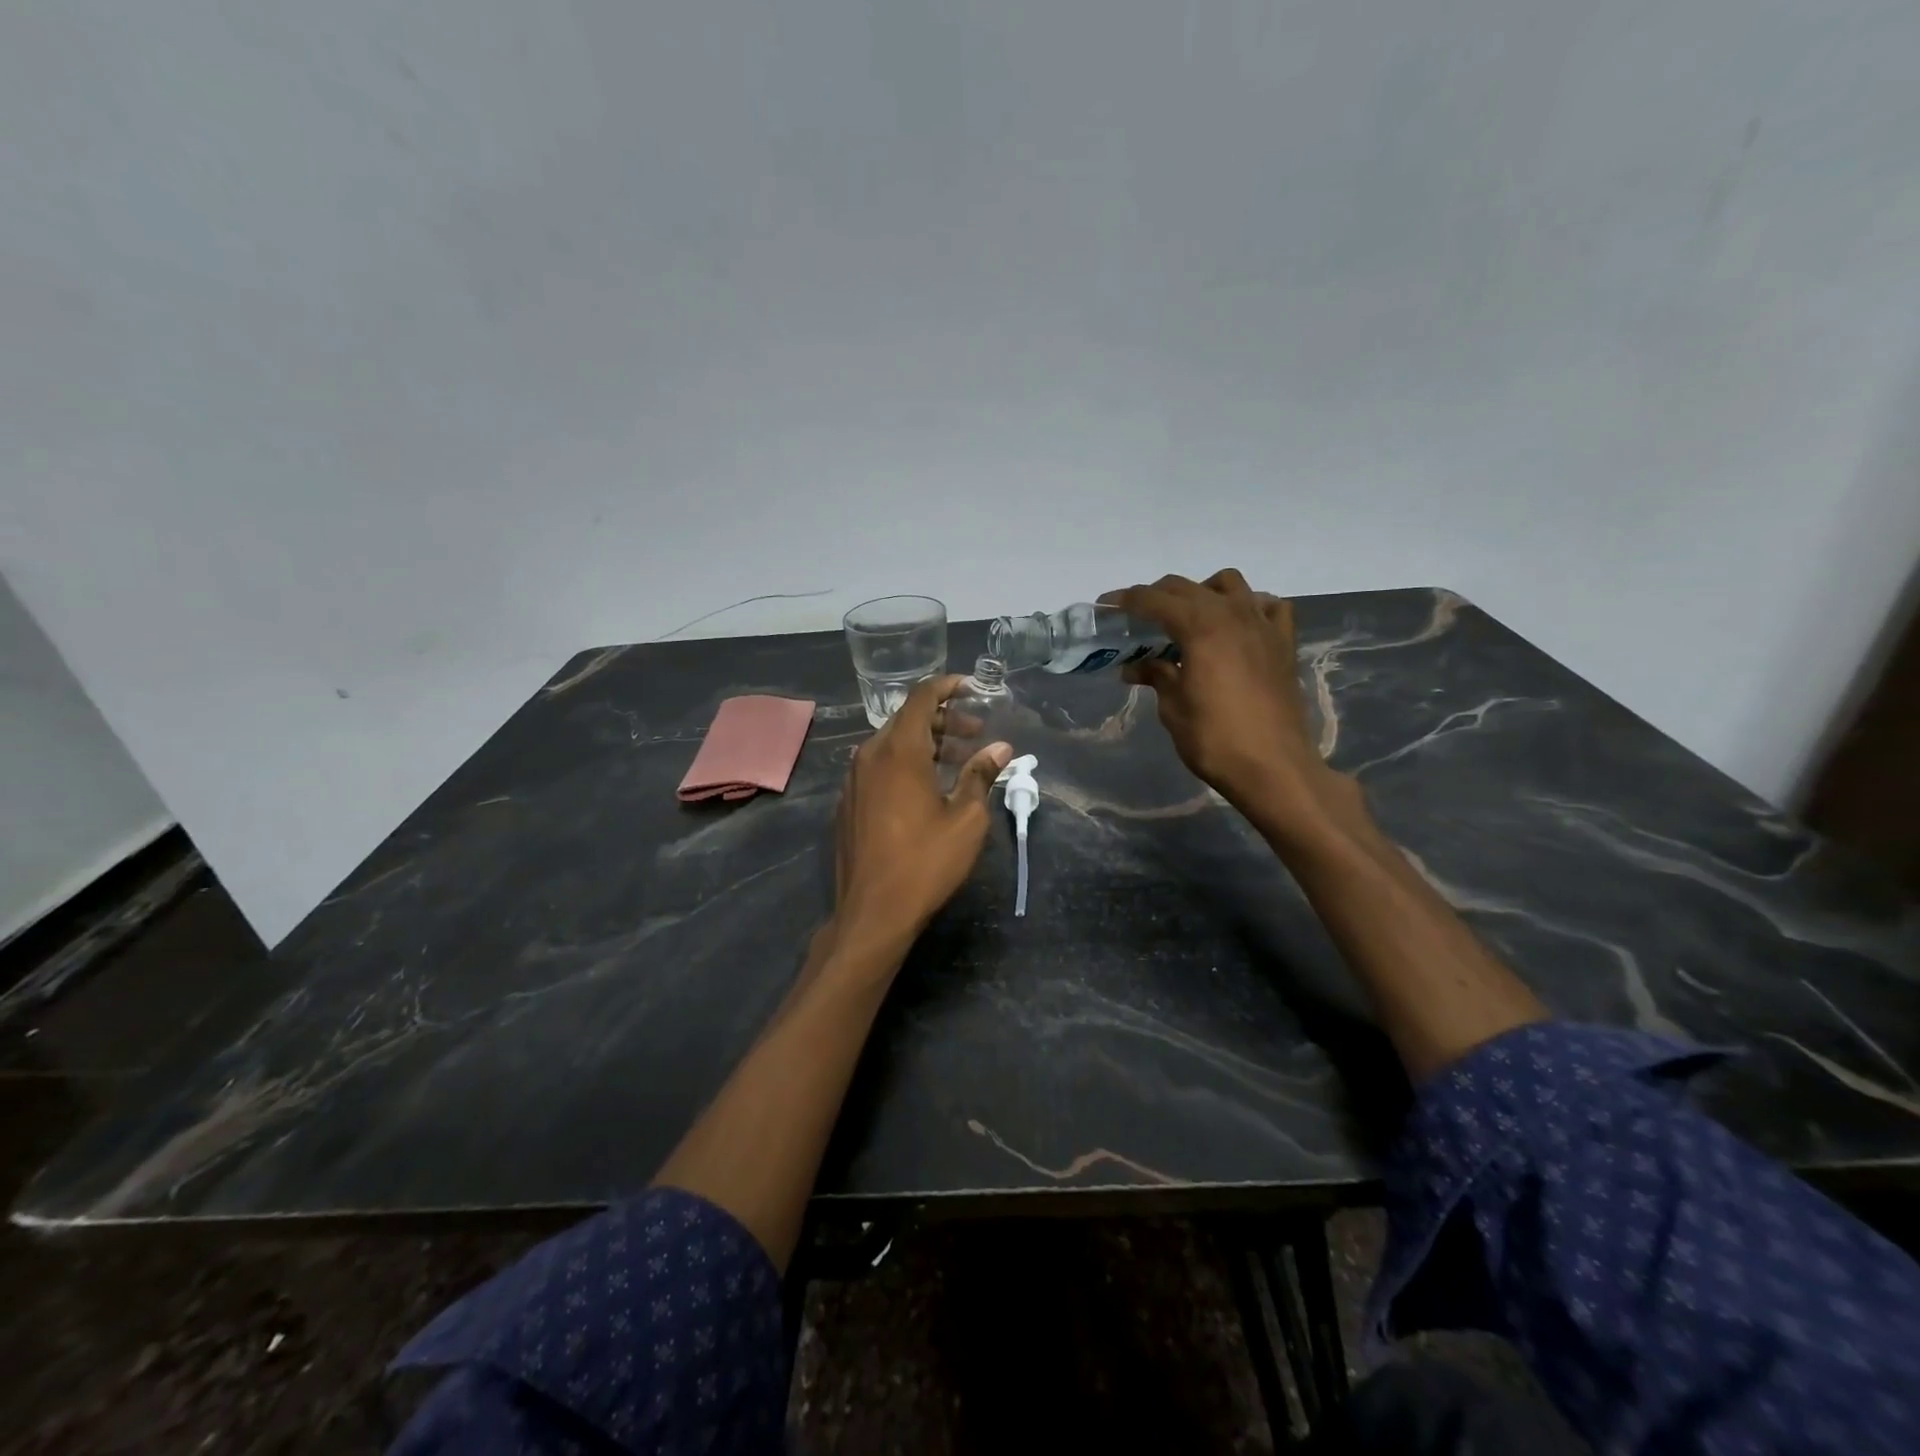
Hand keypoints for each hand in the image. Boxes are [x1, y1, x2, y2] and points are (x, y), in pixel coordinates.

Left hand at [830, 674, 1011, 955]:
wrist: (872, 911)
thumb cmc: (925, 862)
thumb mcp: (966, 819)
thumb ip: (982, 775)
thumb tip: (1001, 748)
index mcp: (899, 751)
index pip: (921, 698)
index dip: (947, 686)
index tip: (971, 687)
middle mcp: (870, 755)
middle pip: (907, 720)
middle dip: (943, 720)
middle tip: (976, 733)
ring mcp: (854, 780)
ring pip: (891, 744)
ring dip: (926, 744)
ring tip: (958, 761)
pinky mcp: (848, 802)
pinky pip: (878, 767)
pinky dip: (905, 764)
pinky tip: (926, 788)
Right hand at [1105, 570, 1343, 830]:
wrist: (1274, 768)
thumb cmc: (1215, 740)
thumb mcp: (1174, 708)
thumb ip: (1157, 676)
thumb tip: (1134, 667)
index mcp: (1200, 627)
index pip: (1154, 600)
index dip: (1126, 600)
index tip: (1106, 605)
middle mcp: (1232, 614)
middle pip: (1186, 588)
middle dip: (1157, 596)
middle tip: (1136, 617)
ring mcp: (1262, 625)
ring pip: (1229, 584)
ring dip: (1202, 592)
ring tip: (1189, 618)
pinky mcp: (1283, 643)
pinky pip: (1267, 606)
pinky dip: (1249, 606)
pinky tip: (1237, 626)